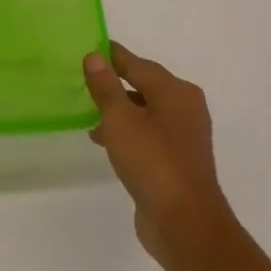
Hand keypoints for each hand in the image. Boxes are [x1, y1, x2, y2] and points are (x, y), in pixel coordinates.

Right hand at [84, 42, 232, 270]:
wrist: (184, 223)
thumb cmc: (152, 161)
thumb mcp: (121, 119)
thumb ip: (106, 86)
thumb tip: (95, 56)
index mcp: (176, 91)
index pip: (138, 64)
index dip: (113, 56)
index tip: (90, 48)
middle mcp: (185, 108)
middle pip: (145, 86)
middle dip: (115, 82)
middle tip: (84, 79)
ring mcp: (183, 137)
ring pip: (145, 112)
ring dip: (119, 110)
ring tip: (88, 112)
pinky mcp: (176, 161)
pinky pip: (147, 135)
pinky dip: (127, 132)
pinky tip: (105, 140)